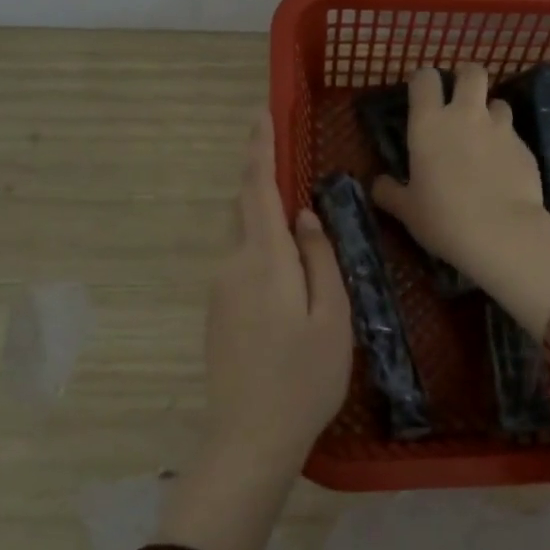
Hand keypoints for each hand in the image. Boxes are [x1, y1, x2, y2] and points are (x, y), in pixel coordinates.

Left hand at [157, 113, 351, 549]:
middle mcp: (232, 265)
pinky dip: (262, 253)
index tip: (260, 113)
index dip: (259, 148)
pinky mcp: (216, 312)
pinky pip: (241, 265)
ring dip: (267, 224)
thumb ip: (320, 259)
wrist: (250, 436)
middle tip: (295, 174)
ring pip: (244, 239)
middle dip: (264, 183)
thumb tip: (304, 216)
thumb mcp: (332, 316)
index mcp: (264, 260)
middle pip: (246, 210)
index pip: (257, 189)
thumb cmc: (304, 377)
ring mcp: (219, 290)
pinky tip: (288, 282)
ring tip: (303, 237)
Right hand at [373, 65, 549, 337]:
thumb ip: (390, 192)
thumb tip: (379, 184)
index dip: (423, 82)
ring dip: (489, 113)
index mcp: (429, 123)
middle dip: (466, 79)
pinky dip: (505, 143)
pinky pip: (513, 134)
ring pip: (498, 102)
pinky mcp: (525, 147)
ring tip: (483, 138)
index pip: (425, 78)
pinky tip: (501, 168)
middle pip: (472, 72)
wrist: (502, 233)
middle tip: (459, 101)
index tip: (421, 96)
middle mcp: (465, 115)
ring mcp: (500, 128)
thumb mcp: (406, 210)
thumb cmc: (443, 218)